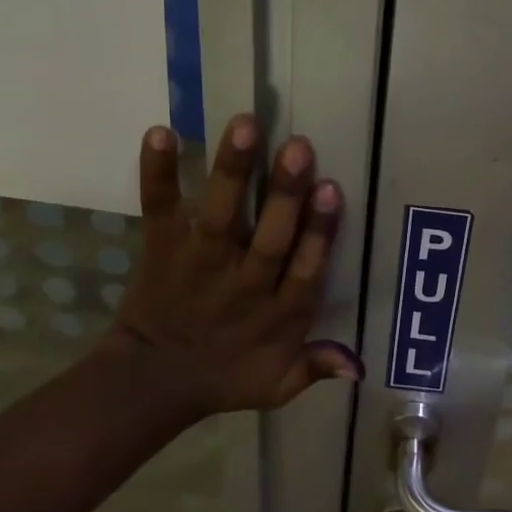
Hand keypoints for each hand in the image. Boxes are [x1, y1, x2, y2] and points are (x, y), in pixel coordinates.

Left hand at [107, 114, 359, 416]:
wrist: (150, 384)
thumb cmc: (224, 378)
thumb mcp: (277, 385)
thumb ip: (316, 367)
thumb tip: (360, 366)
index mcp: (278, 314)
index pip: (304, 269)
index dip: (319, 231)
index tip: (332, 190)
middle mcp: (243, 284)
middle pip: (269, 237)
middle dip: (284, 193)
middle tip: (299, 147)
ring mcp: (200, 264)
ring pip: (220, 217)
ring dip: (232, 171)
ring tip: (244, 125)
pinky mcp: (162, 250)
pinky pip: (160, 209)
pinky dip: (158, 174)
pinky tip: (161, 133)